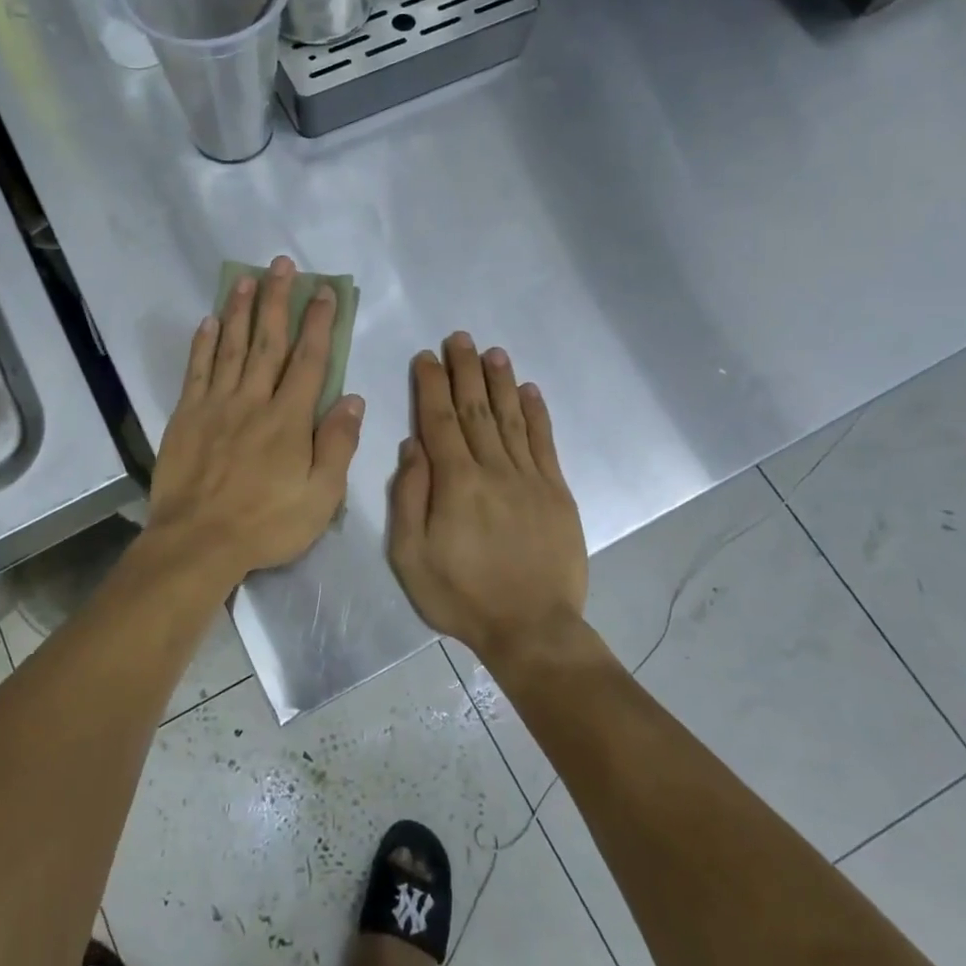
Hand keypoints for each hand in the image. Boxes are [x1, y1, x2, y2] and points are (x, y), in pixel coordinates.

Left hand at [146, 256, 363, 586]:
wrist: (198, 542)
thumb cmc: (267, 524)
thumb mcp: (321, 496)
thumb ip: (338, 445)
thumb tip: (354, 399)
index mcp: (289, 419)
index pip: (309, 360)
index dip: (318, 323)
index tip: (324, 292)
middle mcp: (253, 400)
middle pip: (268, 341)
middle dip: (277, 300)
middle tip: (281, 264)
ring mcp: (216, 405)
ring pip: (230, 346)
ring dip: (239, 310)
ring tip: (245, 277)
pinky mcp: (186, 416)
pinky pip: (196, 371)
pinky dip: (202, 344)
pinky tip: (208, 321)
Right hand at [387, 334, 586, 662]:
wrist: (532, 628)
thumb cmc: (462, 596)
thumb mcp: (411, 556)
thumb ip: (409, 497)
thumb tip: (412, 446)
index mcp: (456, 483)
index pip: (439, 421)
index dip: (431, 385)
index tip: (426, 357)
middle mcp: (493, 469)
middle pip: (476, 409)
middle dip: (465, 371)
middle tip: (459, 337)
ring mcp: (530, 479)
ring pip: (511, 418)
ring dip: (500, 382)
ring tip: (492, 351)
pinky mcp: (556, 493)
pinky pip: (544, 444)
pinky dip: (537, 414)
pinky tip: (530, 391)